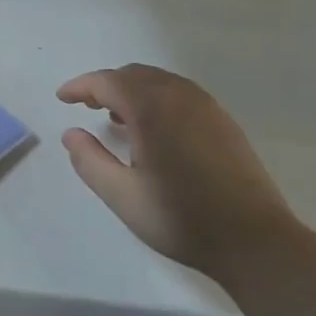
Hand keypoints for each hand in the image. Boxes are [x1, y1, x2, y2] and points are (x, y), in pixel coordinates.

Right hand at [57, 64, 308, 280]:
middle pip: (136, 75)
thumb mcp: (121, 195)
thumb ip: (89, 160)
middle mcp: (181, 98)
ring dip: (133, 90)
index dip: (81, 86)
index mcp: (153, 110)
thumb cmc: (180, 218)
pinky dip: (157, 99)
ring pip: (161, 82)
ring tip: (115, 117)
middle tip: (85, 105)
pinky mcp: (224, 124)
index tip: (62, 98)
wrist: (253, 240)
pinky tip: (152, 130)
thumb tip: (71, 133)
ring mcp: (208, 108)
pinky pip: (181, 95)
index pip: (109, 82)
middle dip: (106, 85)